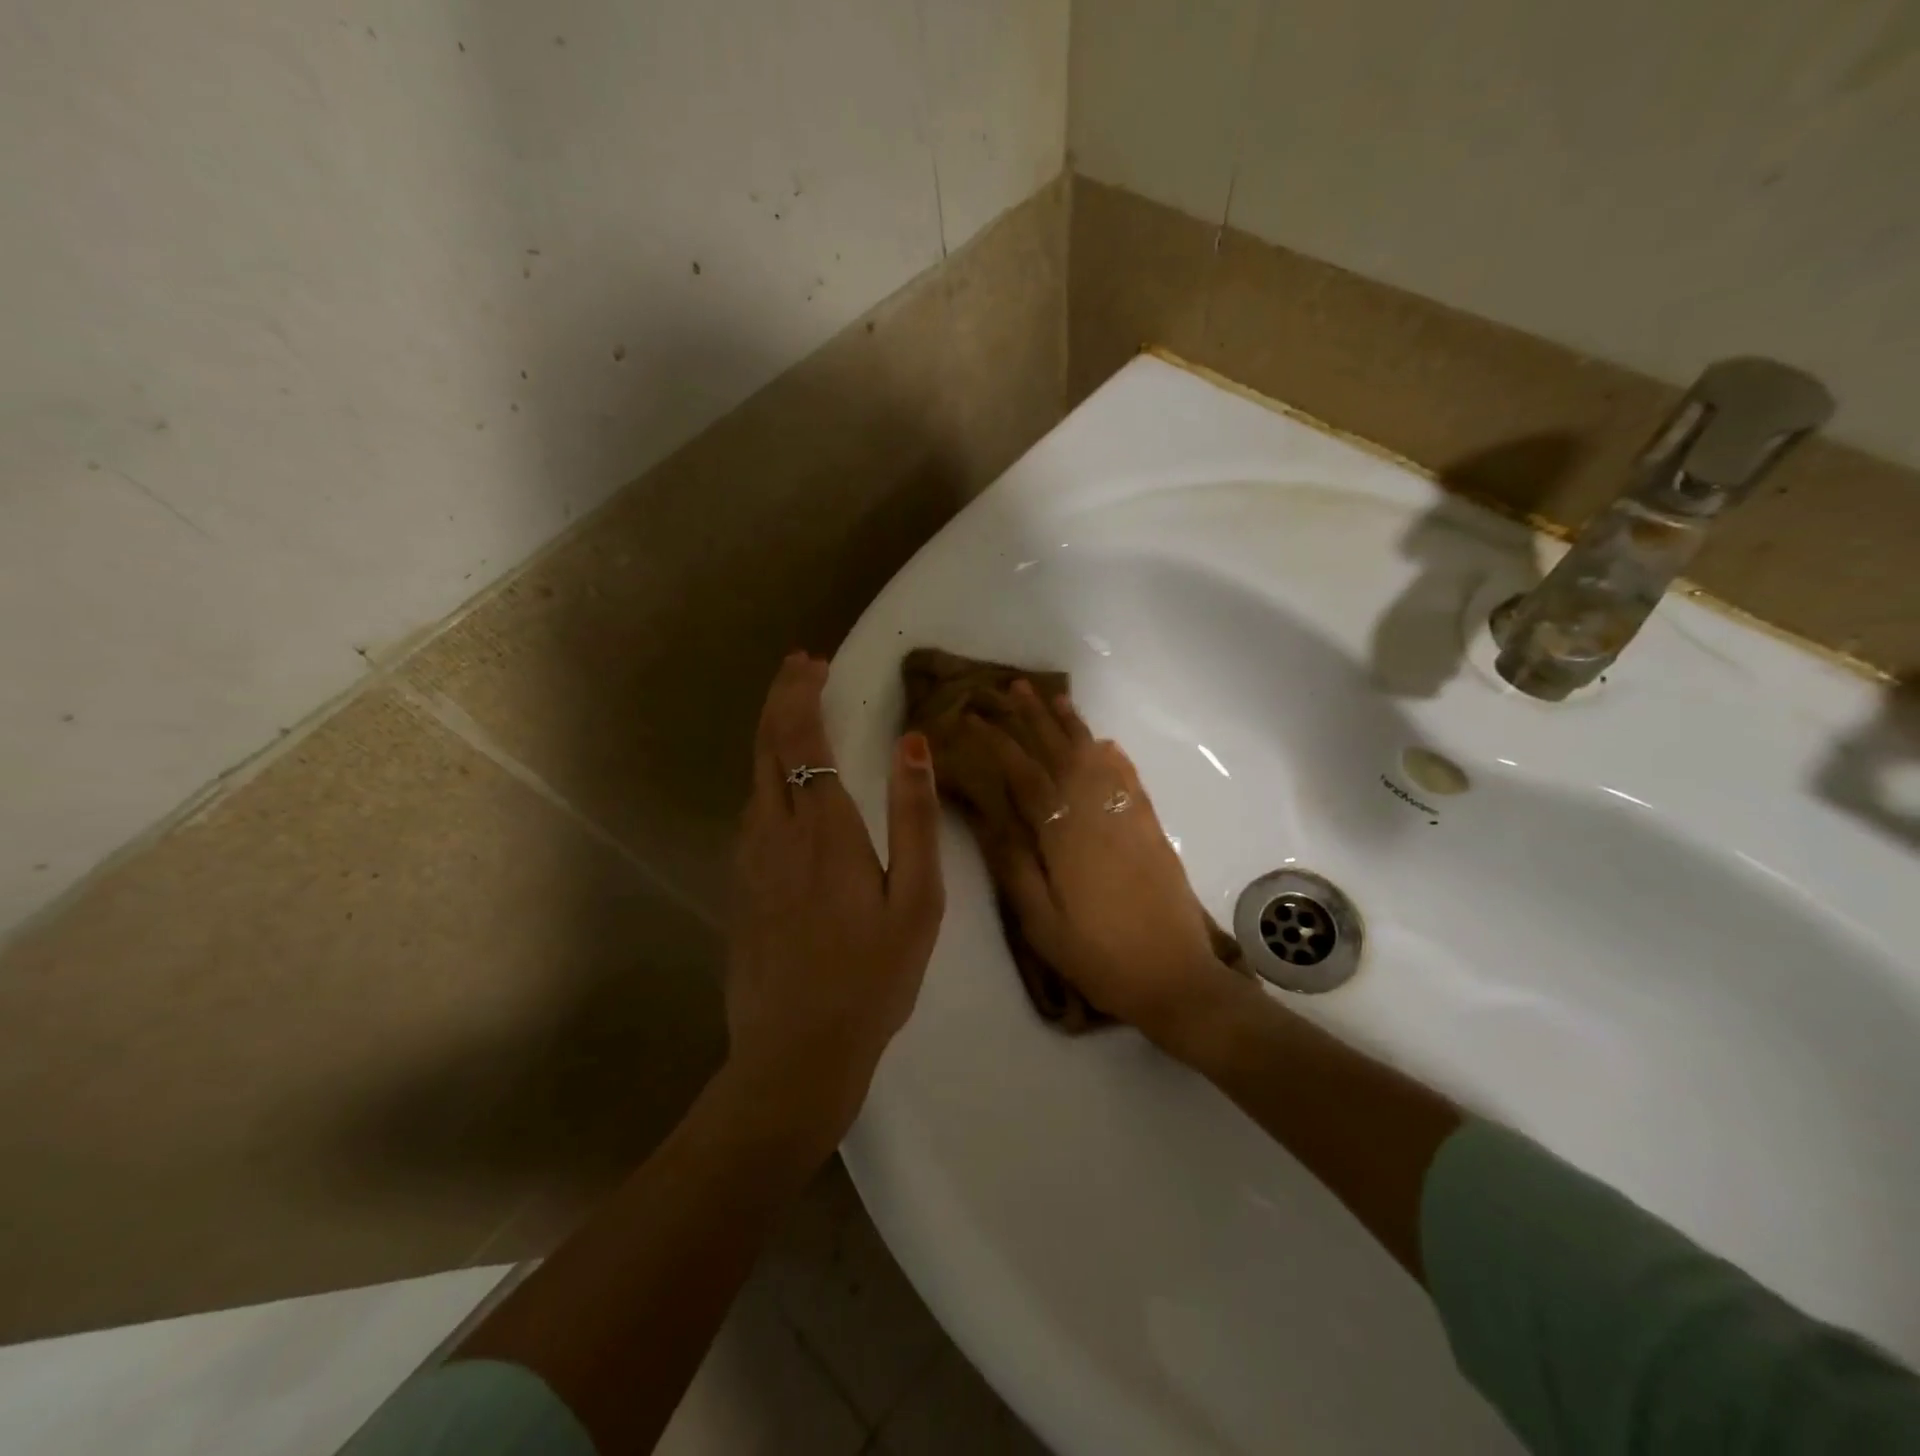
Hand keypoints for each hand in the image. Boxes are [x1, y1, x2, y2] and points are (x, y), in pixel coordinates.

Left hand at [725, 652, 944, 1160]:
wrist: (796, 1053)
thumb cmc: (872, 977)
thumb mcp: (916, 900)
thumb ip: (914, 818)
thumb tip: (911, 744)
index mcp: (824, 828)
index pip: (802, 737)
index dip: (803, 692)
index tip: (813, 661)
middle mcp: (776, 831)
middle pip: (767, 745)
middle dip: (780, 698)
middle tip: (800, 667)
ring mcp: (750, 859)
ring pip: (754, 776)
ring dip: (771, 734)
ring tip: (795, 712)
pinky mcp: (740, 886)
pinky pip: (751, 810)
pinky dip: (766, 774)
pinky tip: (784, 784)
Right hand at [963, 683, 1242, 1048]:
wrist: (1176, 978)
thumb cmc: (1099, 956)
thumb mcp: (1042, 923)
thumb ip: (1014, 866)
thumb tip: (989, 817)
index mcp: (1064, 835)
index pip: (1024, 775)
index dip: (997, 743)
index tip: (974, 718)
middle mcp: (1097, 814)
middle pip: (1061, 753)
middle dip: (1034, 718)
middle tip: (1013, 687)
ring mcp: (1128, 817)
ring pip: (1096, 758)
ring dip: (1073, 726)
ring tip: (1054, 698)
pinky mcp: (1150, 828)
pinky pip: (1128, 778)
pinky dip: (1112, 756)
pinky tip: (1104, 744)